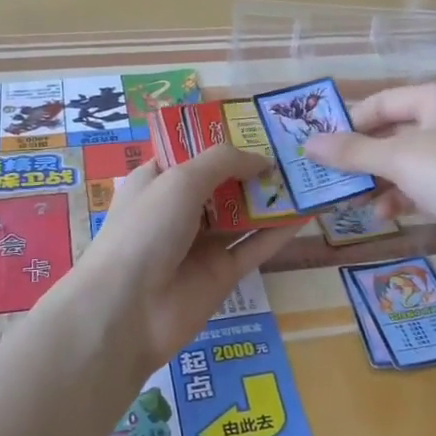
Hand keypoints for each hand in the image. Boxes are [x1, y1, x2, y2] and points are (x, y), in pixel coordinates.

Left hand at [69, 143, 296, 375]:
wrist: (127, 310)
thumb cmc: (146, 230)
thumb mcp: (179, 180)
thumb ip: (223, 162)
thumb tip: (261, 159)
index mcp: (157, 181)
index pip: (192, 154)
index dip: (222, 140)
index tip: (259, 125)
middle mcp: (179, 209)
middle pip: (223, 183)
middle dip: (254, 166)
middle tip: (295, 147)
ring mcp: (202, 243)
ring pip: (244, 215)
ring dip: (272, 197)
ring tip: (309, 175)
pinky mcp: (222, 273)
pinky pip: (256, 246)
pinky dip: (280, 231)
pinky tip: (308, 213)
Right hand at [303, 80, 435, 281]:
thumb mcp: (396, 157)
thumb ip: (351, 151)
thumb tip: (307, 144)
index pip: (381, 102)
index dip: (350, 123)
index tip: (320, 147)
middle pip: (392, 133)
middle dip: (362, 157)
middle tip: (329, 176)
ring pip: (404, 162)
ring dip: (377, 181)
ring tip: (350, 200)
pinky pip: (419, 185)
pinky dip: (399, 197)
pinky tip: (381, 214)